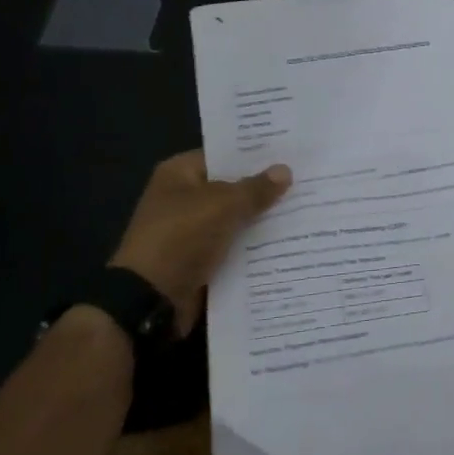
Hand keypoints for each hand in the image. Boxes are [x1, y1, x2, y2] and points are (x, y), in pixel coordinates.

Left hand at [110, 151, 291, 333]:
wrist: (149, 301)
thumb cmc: (181, 238)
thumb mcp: (223, 206)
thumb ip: (255, 188)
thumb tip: (284, 170)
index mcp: (179, 173)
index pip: (224, 155)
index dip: (255, 154)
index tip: (289, 153)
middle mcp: (182, 197)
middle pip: (231, 187)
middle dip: (263, 188)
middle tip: (304, 180)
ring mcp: (189, 231)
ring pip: (234, 218)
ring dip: (260, 219)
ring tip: (304, 208)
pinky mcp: (198, 259)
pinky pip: (231, 246)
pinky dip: (252, 246)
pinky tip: (286, 241)